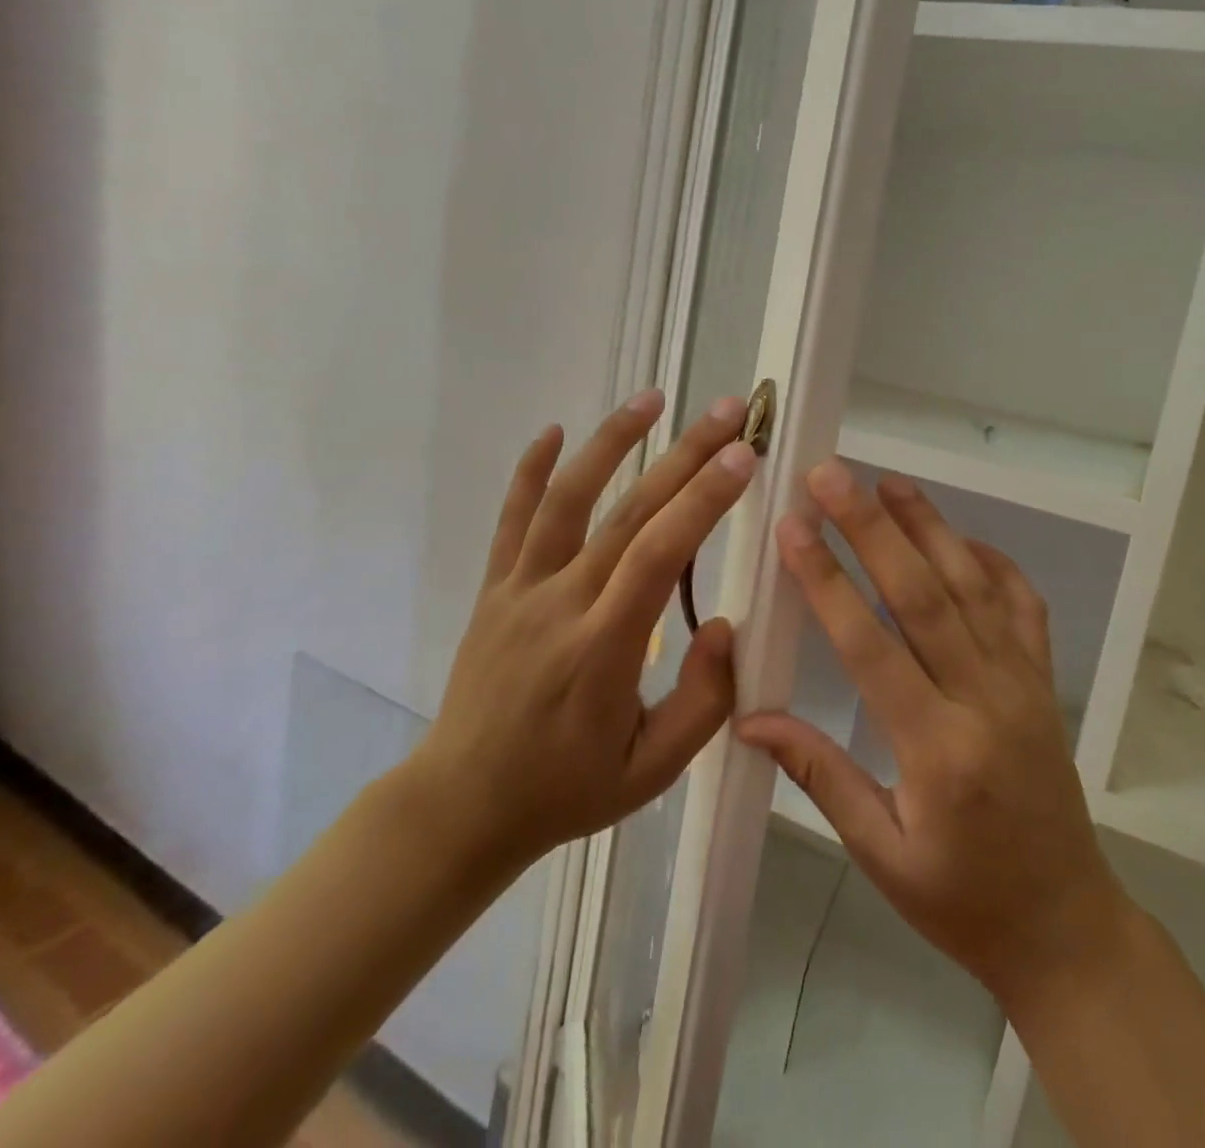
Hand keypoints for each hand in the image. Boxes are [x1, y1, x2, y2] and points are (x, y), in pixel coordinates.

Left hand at [405, 391, 757, 886]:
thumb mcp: (653, 770)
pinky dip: (532, 470)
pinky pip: (512, 520)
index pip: (659, 555)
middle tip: (730, 410)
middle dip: (684, 455)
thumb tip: (727, 624)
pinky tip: (556, 430)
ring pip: (566, 500)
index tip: (743, 454)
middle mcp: (560, 604)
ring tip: (653, 399)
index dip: (702, 500)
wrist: (461, 806)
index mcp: (603, 649)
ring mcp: (520, 591)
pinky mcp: (495, 589)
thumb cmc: (567, 790)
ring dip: (611, 442)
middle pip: (629, 513)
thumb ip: (704, 702)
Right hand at [736, 461, 1128, 1004]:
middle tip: (832, 476)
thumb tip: (750, 718)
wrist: (1066, 925)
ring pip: (973, 586)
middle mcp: (985, 699)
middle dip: (872, 528)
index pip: (870, 645)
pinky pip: (1022, 605)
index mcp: (937, 749)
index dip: (827, 581)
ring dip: (930, 528)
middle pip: (923, 595)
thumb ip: (819, 774)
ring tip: (889, 481)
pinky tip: (963, 536)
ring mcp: (1023, 682)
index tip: (793, 527)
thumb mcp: (882, 854)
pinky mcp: (1044, 680)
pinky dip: (994, 563)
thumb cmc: (963, 900)